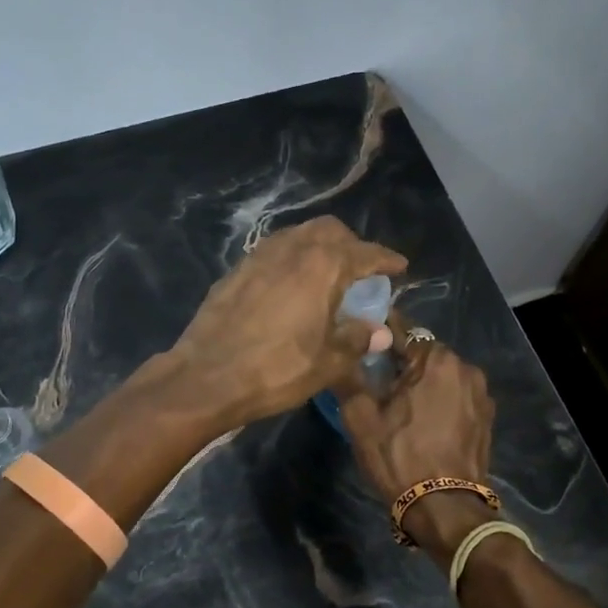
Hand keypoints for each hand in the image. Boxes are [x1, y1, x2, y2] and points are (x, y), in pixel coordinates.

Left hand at [167, 217, 406, 427]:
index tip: (400, 267)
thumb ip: (357, 340)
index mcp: (323, 265)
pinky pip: (274, 252)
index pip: (365, 253)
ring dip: (319, 247)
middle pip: (330, 231)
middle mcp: (292, 249)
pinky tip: (291, 285)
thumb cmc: (276, 369)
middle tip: (361, 271)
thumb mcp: (328, 362)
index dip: (386, 259)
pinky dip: (292, 259)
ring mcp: (259, 256)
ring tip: (327, 275)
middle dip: (351, 244)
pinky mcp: (236, 270)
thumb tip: (380, 332)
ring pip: (298, 235)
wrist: (206, 376)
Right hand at [338, 336, 499, 563]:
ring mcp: (481, 395)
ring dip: (421, 382)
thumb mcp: (360, 418)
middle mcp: (466, 368)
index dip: (378, 333)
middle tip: (375, 378)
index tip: (360, 340)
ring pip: (441, 376)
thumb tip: (342, 351)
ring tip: (398, 403)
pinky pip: (456, 397)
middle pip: (424, 353)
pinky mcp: (486, 419)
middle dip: (401, 361)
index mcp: (436, 359)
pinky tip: (422, 421)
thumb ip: (349, 376)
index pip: (402, 329)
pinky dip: (439, 401)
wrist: (445, 508)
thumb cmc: (400, 457)